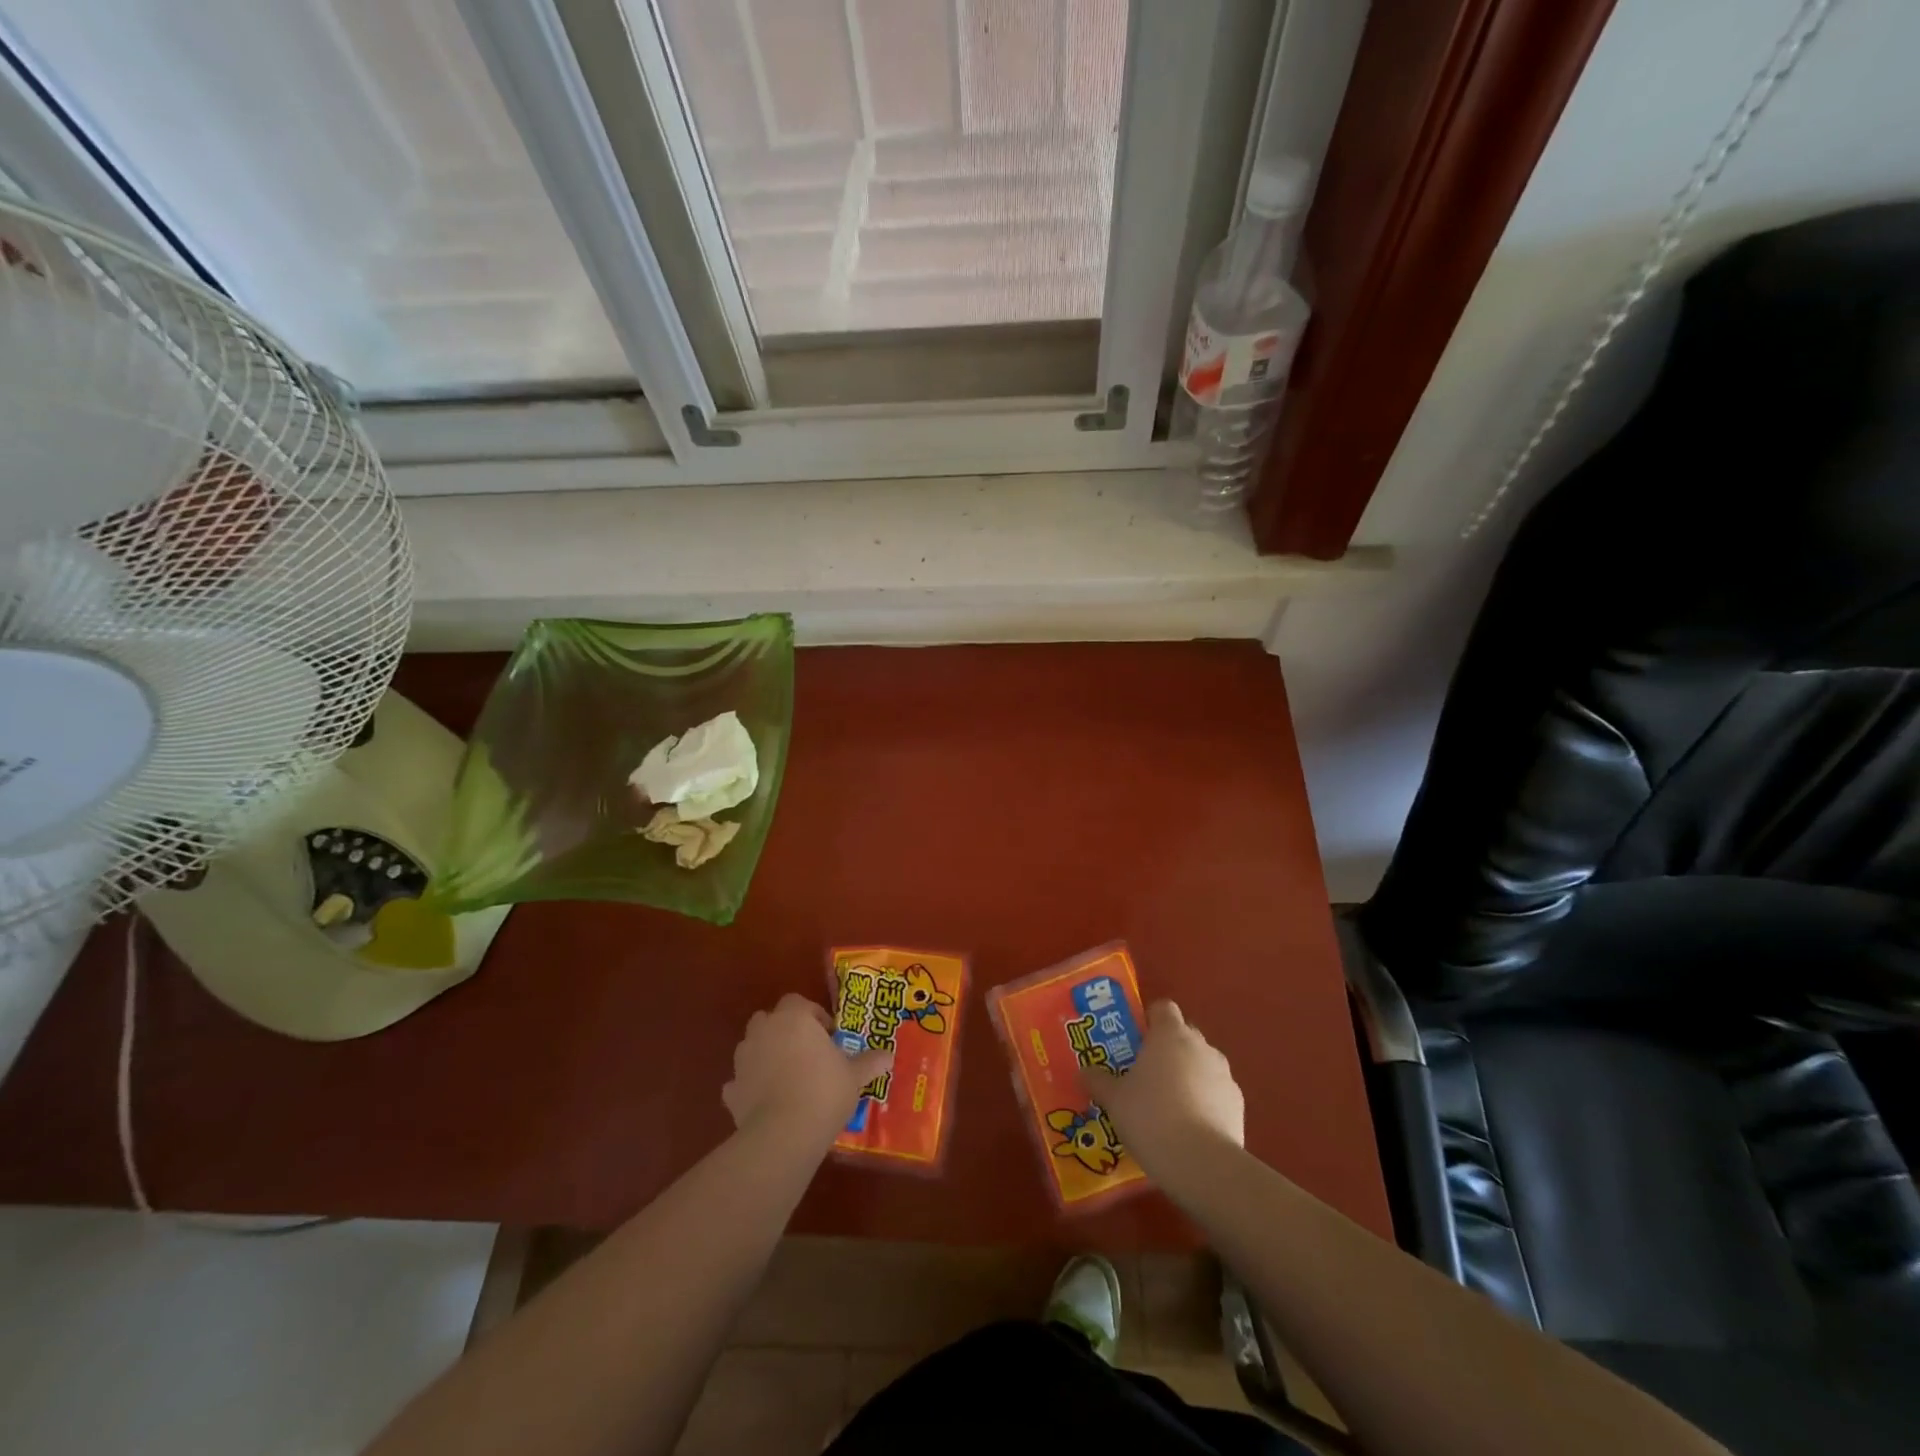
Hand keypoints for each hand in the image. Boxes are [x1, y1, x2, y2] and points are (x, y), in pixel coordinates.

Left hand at [722, 994, 892, 1144]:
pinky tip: (765, 1102)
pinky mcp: (731, 1091)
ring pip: (752, 1047)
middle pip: (769, 1019)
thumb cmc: (824, 1091)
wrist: (783, 1133)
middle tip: (806, 1052)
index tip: (829, 1036)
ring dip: (765, 1055)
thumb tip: (888, 1056)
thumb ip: (869, 1062)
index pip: (798, 1002)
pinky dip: (749, 1087)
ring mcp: (743, 1060)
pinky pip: (740, 1082)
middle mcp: (764, 1031)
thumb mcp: (855, 1076)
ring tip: (787, 1077)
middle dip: (784, 1030)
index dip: (813, 1015)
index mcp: (793, 1018)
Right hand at [1084, 1000, 1243, 1169]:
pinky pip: (1216, 1093)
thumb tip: (1085, 1072)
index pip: (1163, 1008)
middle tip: (1145, 1076)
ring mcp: (1224, 1074)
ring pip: (1201, 1065)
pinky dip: (1204, 1102)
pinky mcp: (1238, 1104)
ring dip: (1187, 1077)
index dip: (1150, 1021)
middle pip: (1183, 1036)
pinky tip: (1189, 1128)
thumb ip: (1098, 1081)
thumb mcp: (1114, 1099)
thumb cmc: (1150, 1116)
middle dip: (1167, 1051)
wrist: (1201, 1163)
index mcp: (1170, 1034)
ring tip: (1167, 1107)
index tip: (1135, 1042)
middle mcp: (1200, 1046)